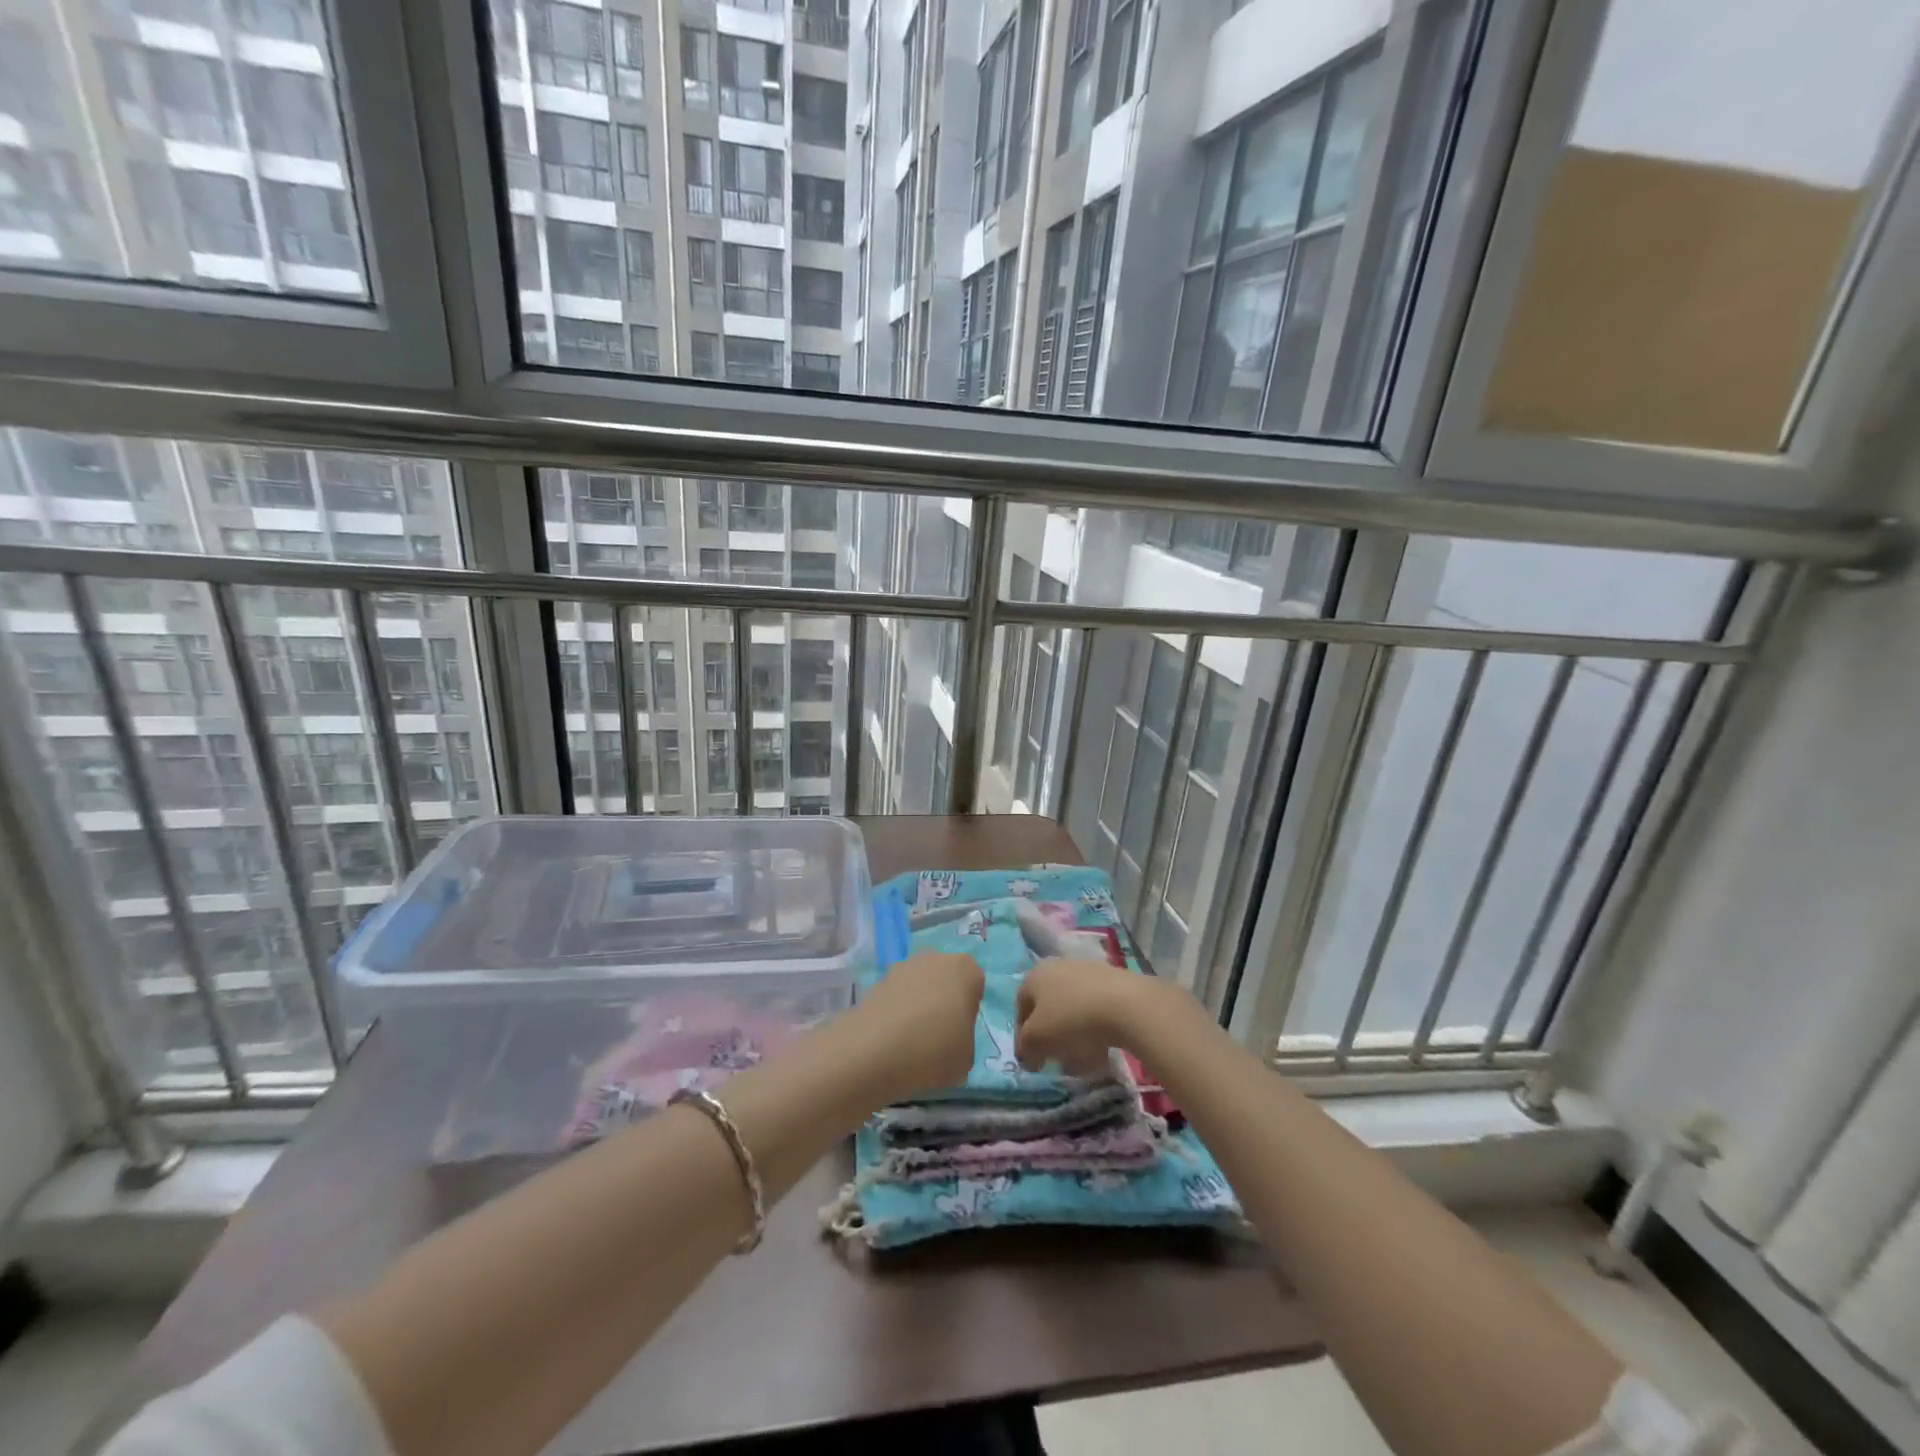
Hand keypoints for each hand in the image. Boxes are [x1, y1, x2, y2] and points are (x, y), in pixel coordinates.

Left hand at [852, 950, 984, 1098]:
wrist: (875, 1050)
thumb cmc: (934, 1050)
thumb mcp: (967, 1056)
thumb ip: (964, 1039)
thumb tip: (951, 1038)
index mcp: (965, 969)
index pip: (976, 985)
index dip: (969, 1010)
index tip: (960, 1033)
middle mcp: (935, 958)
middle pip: (945, 979)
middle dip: (943, 1001)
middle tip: (938, 1035)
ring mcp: (903, 966)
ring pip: (919, 986)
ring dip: (918, 1005)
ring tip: (911, 1041)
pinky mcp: (877, 980)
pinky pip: (897, 996)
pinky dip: (897, 1012)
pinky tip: (892, 1038)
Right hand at [1015, 957, 1153, 1076]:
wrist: (1126, 1004)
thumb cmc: (1071, 1019)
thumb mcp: (1037, 1040)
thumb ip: (1026, 1048)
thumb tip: (1028, 1056)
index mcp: (1035, 975)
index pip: (1021, 1008)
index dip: (1023, 1037)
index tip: (1032, 1061)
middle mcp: (1058, 966)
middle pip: (1048, 1006)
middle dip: (1051, 1035)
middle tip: (1057, 1058)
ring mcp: (1087, 969)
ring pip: (1073, 1007)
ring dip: (1074, 1033)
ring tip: (1083, 1058)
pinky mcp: (1113, 979)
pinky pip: (1096, 1007)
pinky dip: (1095, 1027)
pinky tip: (1103, 1047)